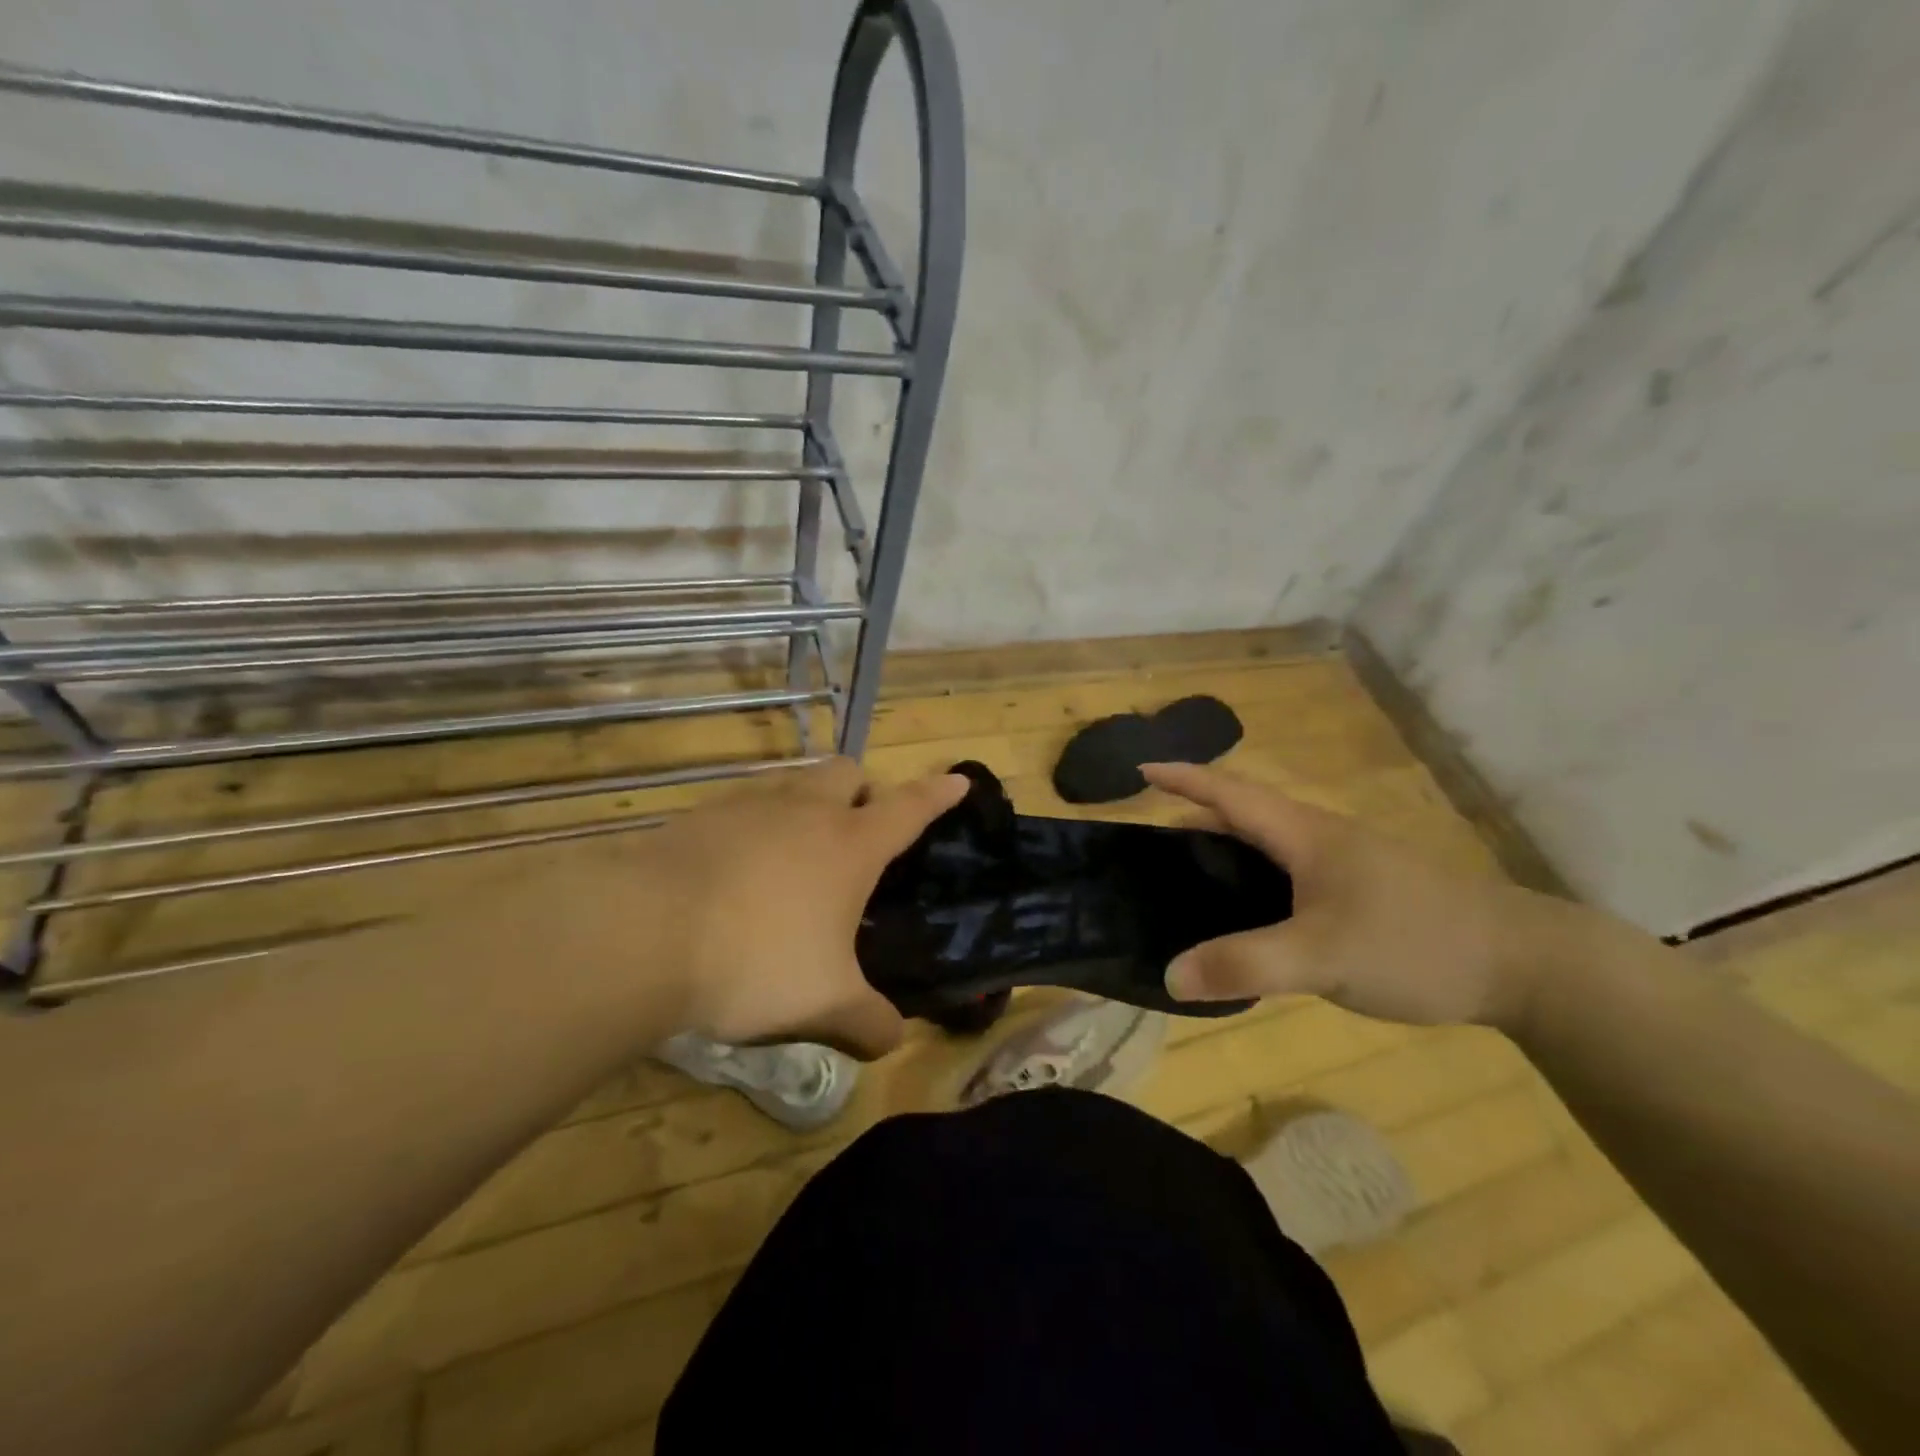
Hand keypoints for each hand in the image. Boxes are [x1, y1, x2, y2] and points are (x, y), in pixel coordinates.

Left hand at [614, 758, 966, 1057]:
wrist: (643, 934)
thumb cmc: (756, 960)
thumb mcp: (824, 1004)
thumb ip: (868, 1023)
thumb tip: (892, 1041)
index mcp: (850, 845)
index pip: (909, 807)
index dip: (938, 794)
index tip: (959, 780)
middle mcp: (805, 812)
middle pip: (848, 773)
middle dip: (863, 790)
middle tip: (859, 831)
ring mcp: (749, 806)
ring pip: (794, 782)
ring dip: (808, 802)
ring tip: (797, 850)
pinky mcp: (699, 816)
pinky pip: (743, 805)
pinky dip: (755, 824)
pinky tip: (738, 867)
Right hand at [1141, 762, 1572, 1029]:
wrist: (1526, 963)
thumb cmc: (1415, 942)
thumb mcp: (1322, 956)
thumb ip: (1245, 964)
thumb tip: (1170, 974)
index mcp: (1305, 835)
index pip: (1230, 793)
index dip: (1184, 779)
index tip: (1141, 769)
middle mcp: (1322, 839)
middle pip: (1247, 815)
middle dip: (1197, 818)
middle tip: (1154, 844)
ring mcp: (1349, 864)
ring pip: (1272, 846)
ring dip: (1228, 849)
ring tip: (1191, 878)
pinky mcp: (1366, 892)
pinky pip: (1292, 873)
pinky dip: (1257, 879)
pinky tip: (1254, 915)